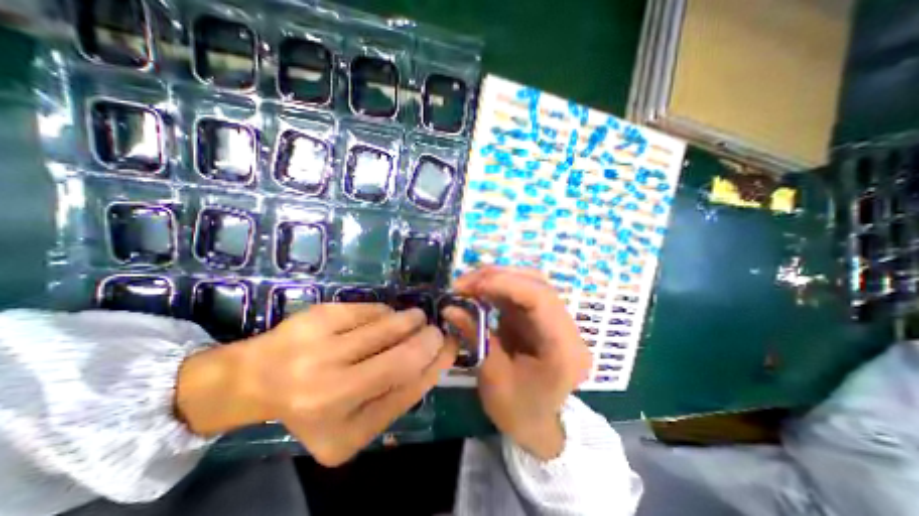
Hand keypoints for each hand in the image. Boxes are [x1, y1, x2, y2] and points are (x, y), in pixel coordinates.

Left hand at [176, 301, 453, 466]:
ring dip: (412, 319)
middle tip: (435, 329)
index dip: (438, 363)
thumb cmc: (314, 402)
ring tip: (415, 318)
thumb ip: (397, 395)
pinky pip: (373, 310)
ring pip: (390, 325)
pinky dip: (387, 312)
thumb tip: (437, 357)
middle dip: (430, 338)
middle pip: (403, 358)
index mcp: (345, 432)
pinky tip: (383, 318)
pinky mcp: (319, 317)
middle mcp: (329, 394)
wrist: (255, 379)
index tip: (452, 345)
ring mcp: (320, 351)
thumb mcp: (357, 417)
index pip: (410, 390)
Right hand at [444, 267, 587, 459]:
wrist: (538, 425)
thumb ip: (474, 335)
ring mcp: (557, 319)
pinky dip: (498, 288)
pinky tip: (479, 291)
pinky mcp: (542, 317)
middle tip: (463, 283)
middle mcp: (568, 328)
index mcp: (564, 350)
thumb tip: (449, 307)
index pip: (540, 299)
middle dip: (496, 277)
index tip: (470, 284)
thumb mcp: (493, 378)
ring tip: (467, 285)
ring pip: (529, 283)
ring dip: (496, 279)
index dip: (505, 283)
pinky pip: (521, 292)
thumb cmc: (518, 412)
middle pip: (536, 284)